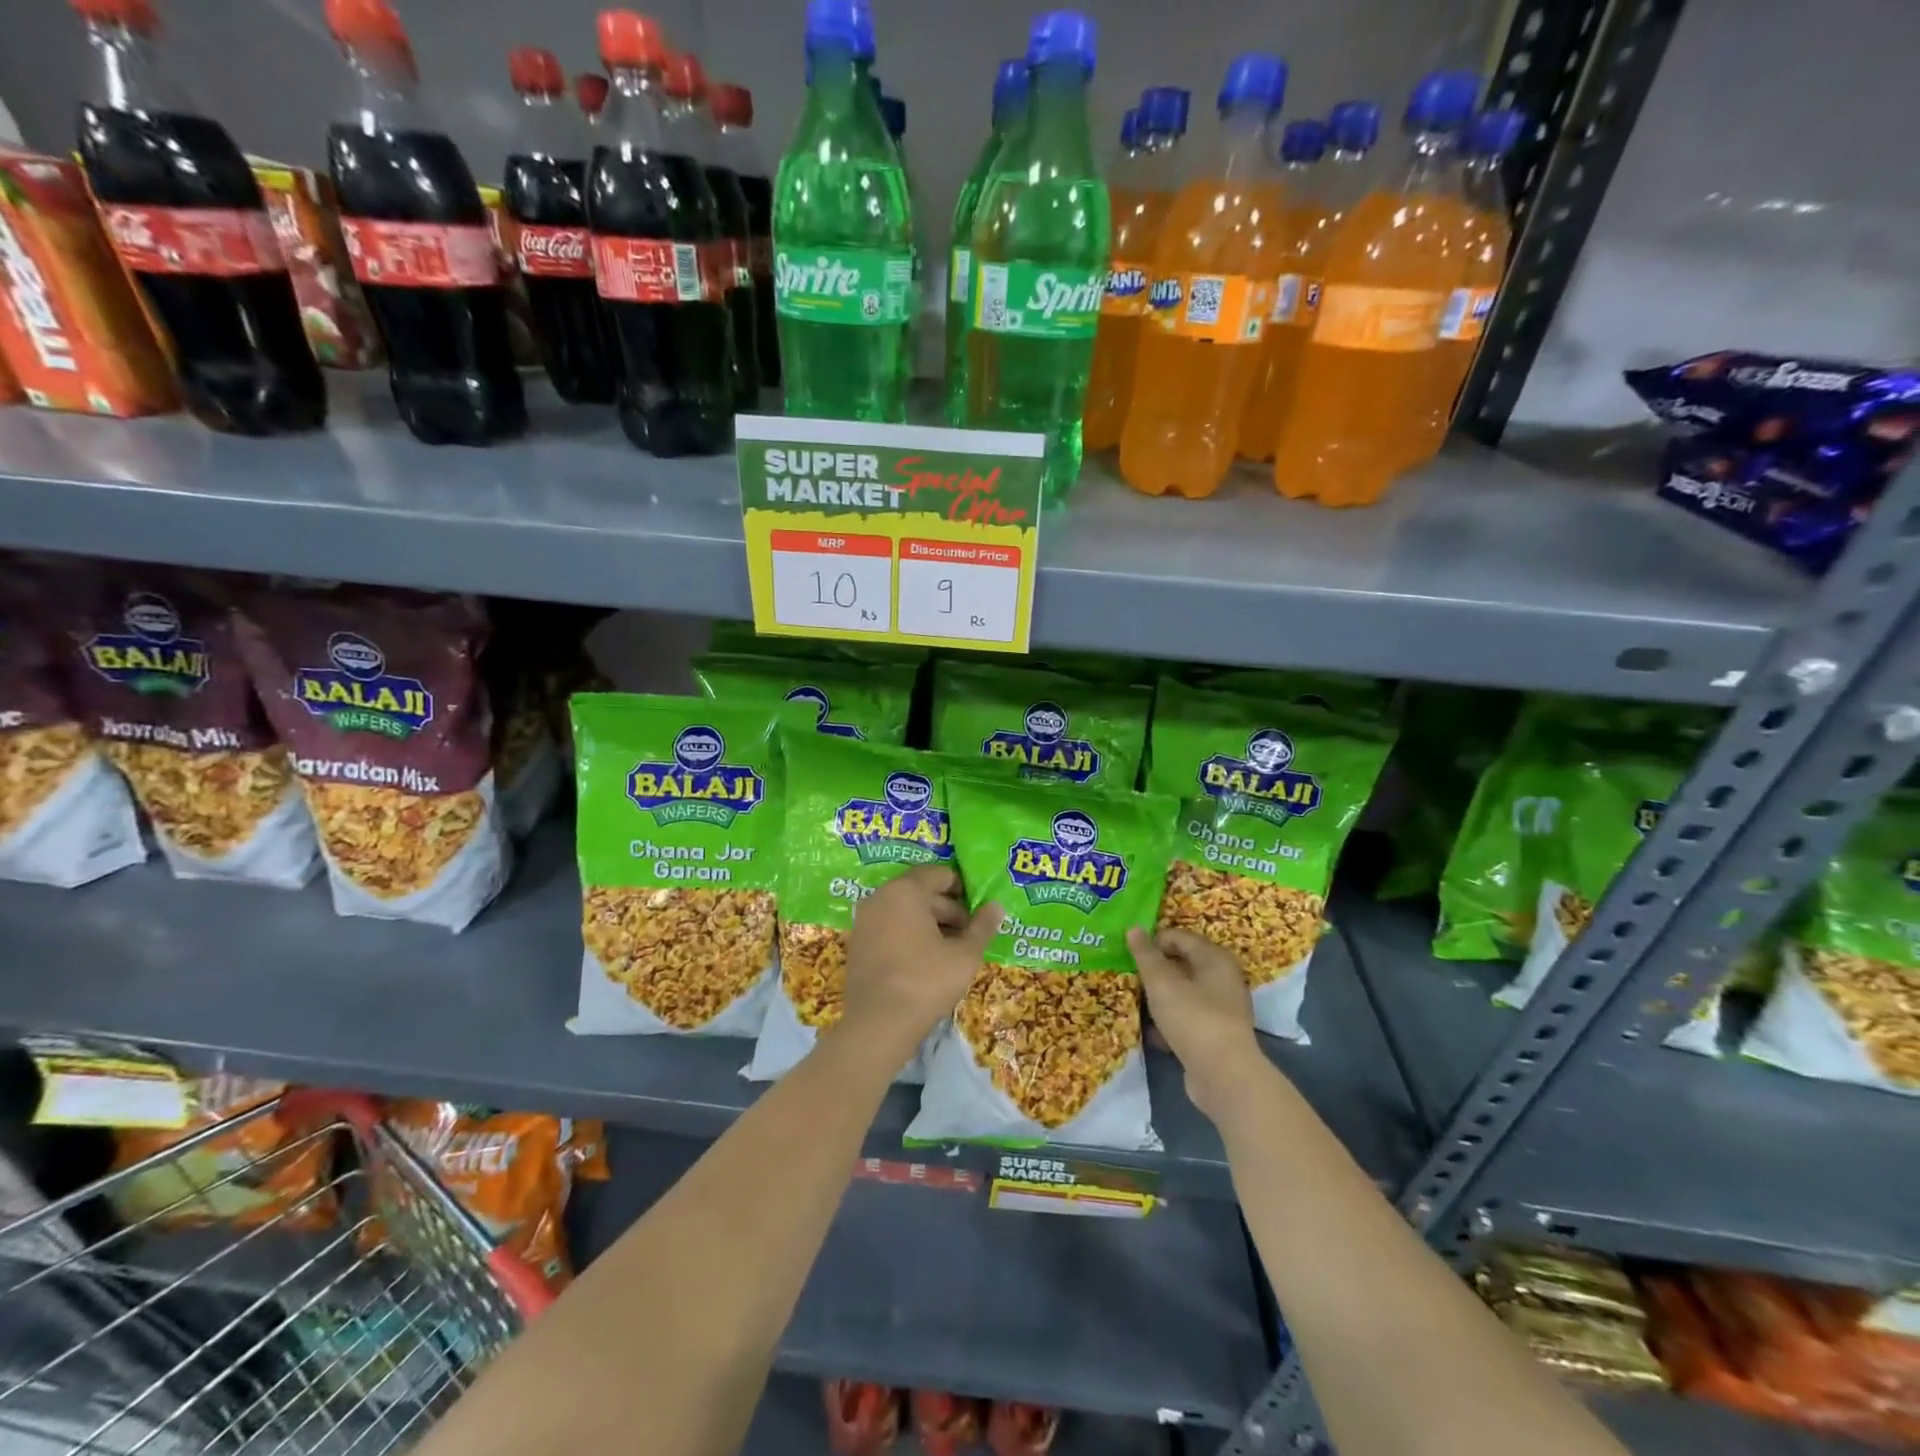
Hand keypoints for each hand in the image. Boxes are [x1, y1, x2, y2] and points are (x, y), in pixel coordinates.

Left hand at [841, 865, 1002, 1059]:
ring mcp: (865, 921)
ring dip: (930, 924)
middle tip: (970, 934)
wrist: (878, 1025)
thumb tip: (996, 906)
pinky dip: (909, 935)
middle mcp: (880, 897)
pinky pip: (890, 927)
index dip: (962, 889)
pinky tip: (927, 960)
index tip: (978, 909)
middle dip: (948, 909)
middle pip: (921, 892)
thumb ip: (982, 926)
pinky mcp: (859, 944)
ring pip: (905, 911)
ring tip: (952, 949)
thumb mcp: (965, 955)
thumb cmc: (926, 981)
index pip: (939, 874)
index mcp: (905, 891)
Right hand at [1129, 927, 1265, 1121]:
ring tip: (1133, 1001)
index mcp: (1214, 958)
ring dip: (1158, 997)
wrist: (1224, 1078)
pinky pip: (1186, 1019)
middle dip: (1153, 970)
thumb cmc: (1193, 1019)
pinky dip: (1168, 1021)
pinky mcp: (1215, 1035)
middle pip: (1181, 964)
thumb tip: (1133, 928)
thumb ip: (1146, 955)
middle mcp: (1222, 979)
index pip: (1178, 937)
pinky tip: (1150, 1031)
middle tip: (1127, 976)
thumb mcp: (1162, 983)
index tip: (1127, 954)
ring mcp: (1220, 1009)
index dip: (1152, 941)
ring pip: (1182, 993)